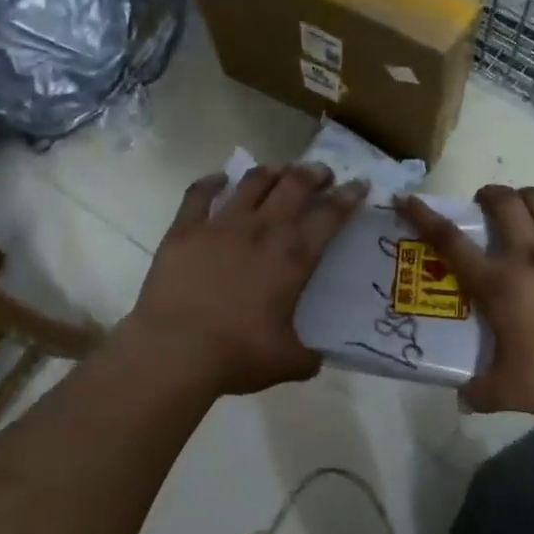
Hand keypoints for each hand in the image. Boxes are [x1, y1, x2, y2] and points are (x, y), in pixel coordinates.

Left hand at [123, 165, 367, 396]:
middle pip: (294, 185)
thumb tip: (315, 359)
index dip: (349, 196)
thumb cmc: (236, 355)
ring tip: (279, 171)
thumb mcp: (286, 362)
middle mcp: (262, 230)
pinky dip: (212, 182)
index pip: (330, 216)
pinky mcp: (185, 229)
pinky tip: (220, 178)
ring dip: (271, 172)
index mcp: (294, 257)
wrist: (174, 351)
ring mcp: (221, 225)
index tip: (359, 184)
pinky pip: (200, 194)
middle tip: (321, 173)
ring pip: (252, 182)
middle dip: (313, 173)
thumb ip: (307, 357)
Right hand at [397, 185, 533, 420]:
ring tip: (522, 204)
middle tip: (483, 203)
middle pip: (503, 204)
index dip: (425, 217)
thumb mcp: (511, 393)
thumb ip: (481, 393)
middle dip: (488, 195)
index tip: (409, 199)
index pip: (451, 243)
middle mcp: (529, 255)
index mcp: (499, 285)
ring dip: (525, 196)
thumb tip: (463, 400)